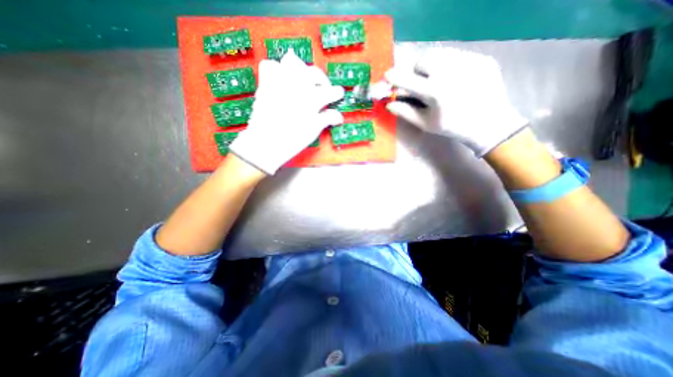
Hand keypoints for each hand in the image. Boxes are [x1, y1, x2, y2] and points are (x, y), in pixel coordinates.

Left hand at [233, 50, 345, 174]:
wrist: (265, 143)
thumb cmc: (292, 140)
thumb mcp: (313, 131)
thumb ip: (326, 119)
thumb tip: (338, 116)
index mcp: (311, 100)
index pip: (330, 91)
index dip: (336, 93)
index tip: (338, 95)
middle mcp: (297, 86)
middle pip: (314, 73)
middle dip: (321, 80)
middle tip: (322, 89)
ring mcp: (280, 82)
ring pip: (292, 61)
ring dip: (300, 69)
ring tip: (302, 80)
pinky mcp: (266, 84)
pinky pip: (270, 65)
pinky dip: (277, 70)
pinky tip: (282, 81)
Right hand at [386, 47, 528, 157]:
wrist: (489, 124)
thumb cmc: (453, 127)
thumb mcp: (426, 124)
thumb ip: (405, 112)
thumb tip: (389, 103)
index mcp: (435, 92)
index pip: (408, 80)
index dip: (395, 77)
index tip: (387, 76)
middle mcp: (451, 72)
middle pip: (423, 60)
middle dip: (415, 70)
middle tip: (418, 80)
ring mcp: (469, 62)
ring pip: (440, 54)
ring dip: (431, 64)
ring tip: (435, 78)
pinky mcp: (482, 59)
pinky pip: (457, 55)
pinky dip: (448, 64)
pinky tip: (453, 78)